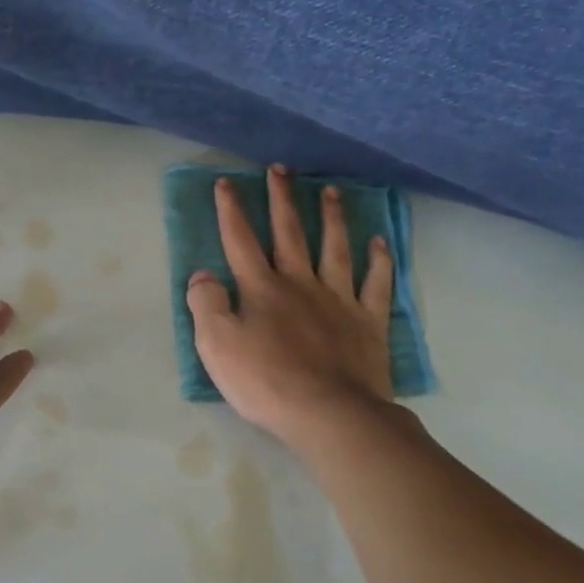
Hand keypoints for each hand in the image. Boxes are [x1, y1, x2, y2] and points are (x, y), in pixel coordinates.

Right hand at [186, 164, 397, 450]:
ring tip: (331, 190)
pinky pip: (376, 283)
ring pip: (336, 248)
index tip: (226, 182)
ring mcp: (339, 300)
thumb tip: (202, 274)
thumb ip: (205, 304)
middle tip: (281, 168)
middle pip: (290, 232)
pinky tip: (380, 242)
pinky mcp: (368, 322)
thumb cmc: (266, 382)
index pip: (240, 240)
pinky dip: (379, 261)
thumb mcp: (216, 345)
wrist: (330, 413)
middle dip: (282, 199)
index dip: (231, 210)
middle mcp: (300, 283)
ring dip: (332, 217)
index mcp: (261, 289)